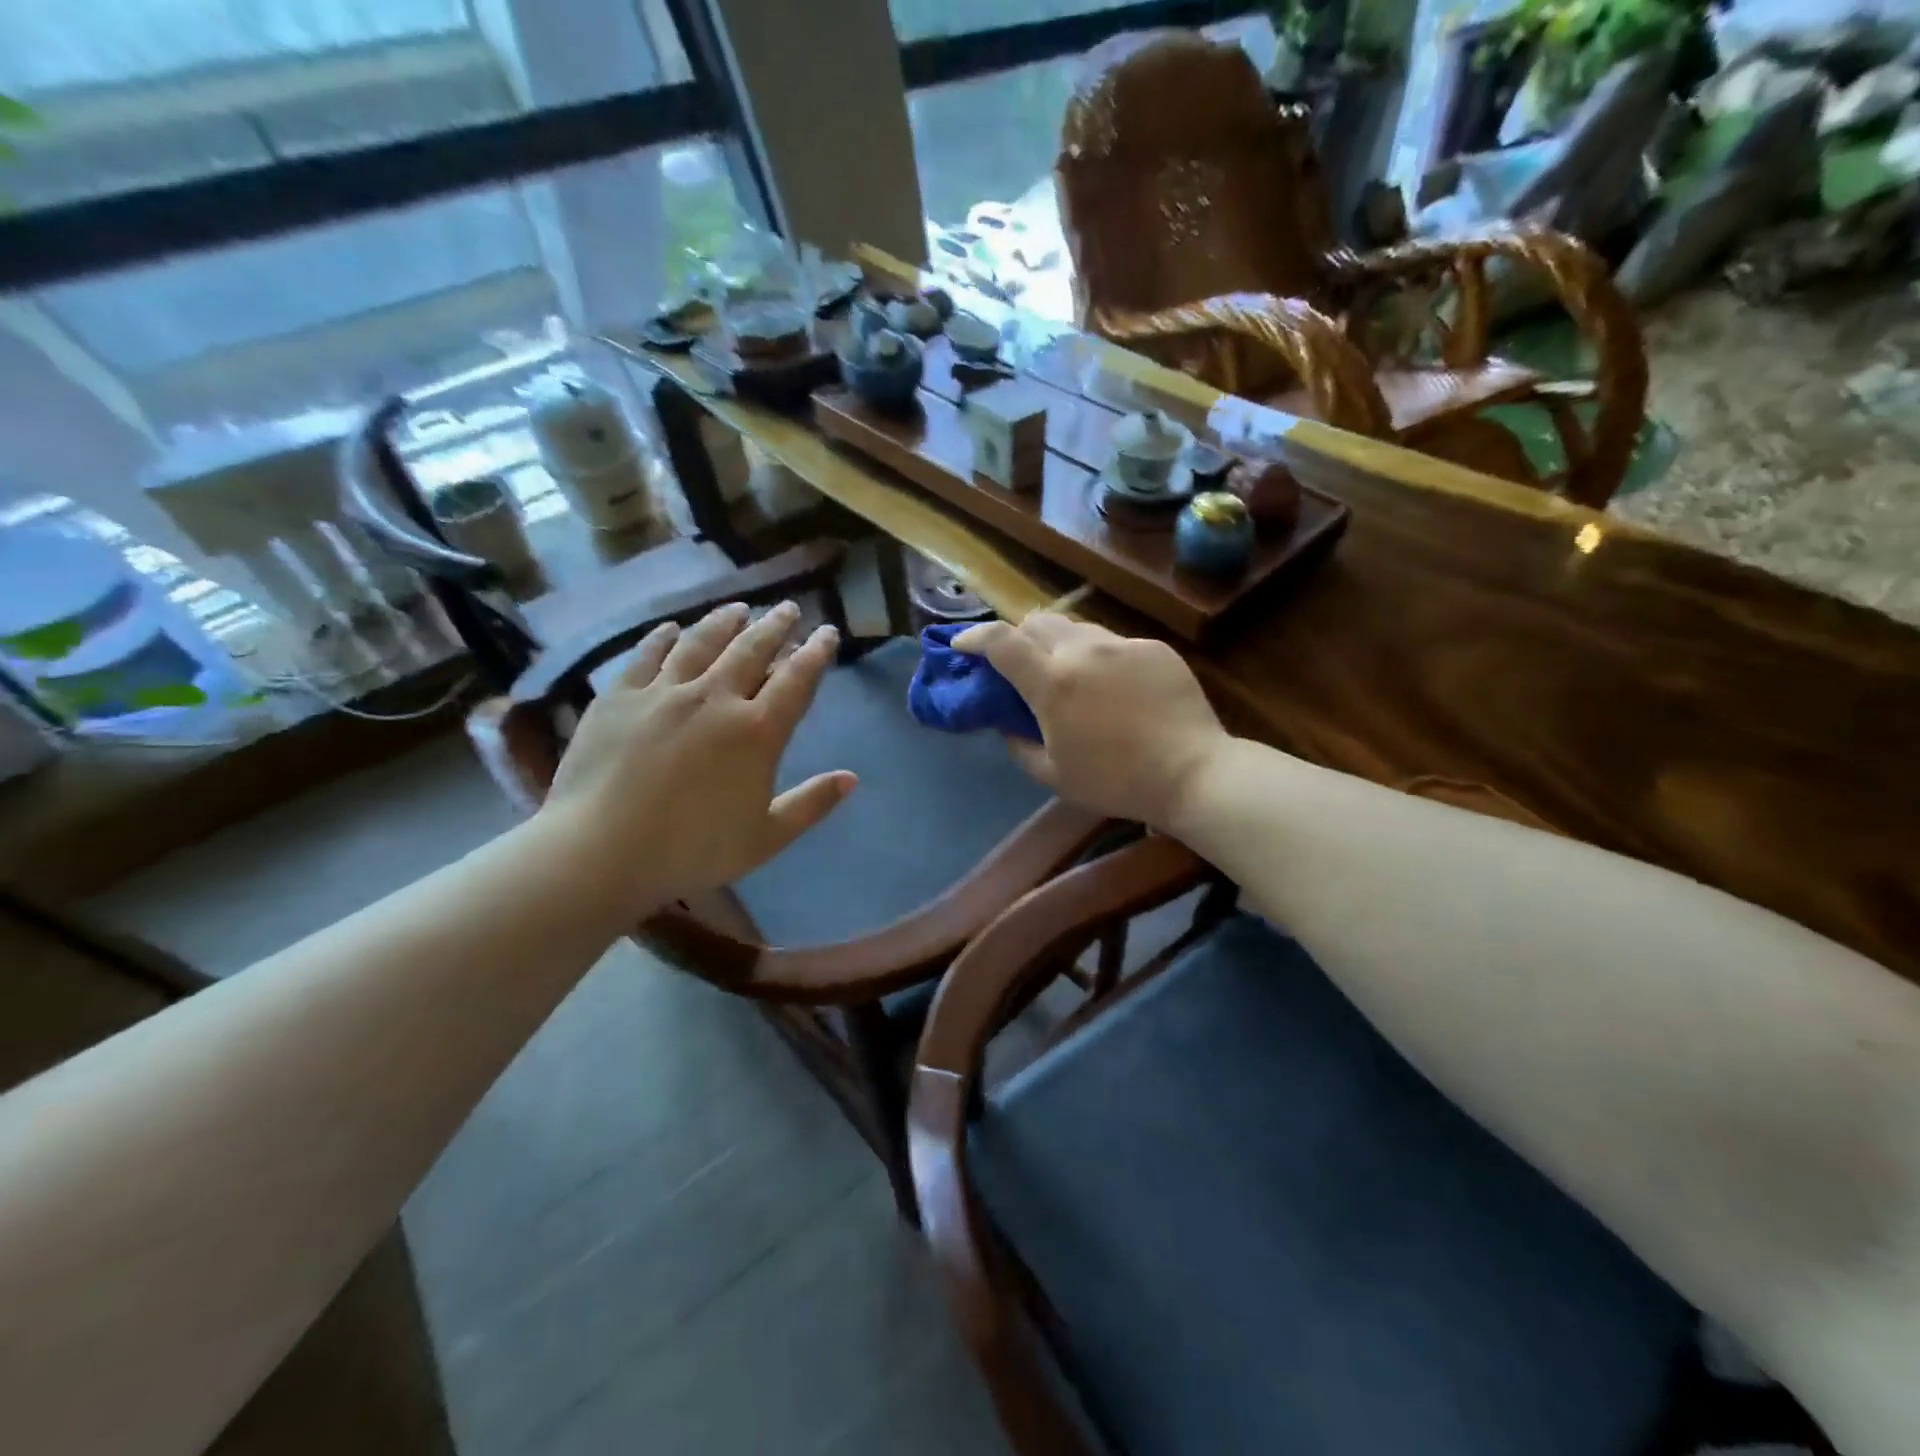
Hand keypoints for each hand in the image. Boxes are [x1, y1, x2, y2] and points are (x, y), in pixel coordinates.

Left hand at [536, 601, 854, 916]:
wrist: (601, 851)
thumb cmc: (692, 850)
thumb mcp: (766, 837)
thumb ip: (811, 804)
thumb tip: (852, 778)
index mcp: (757, 731)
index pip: (797, 679)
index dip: (816, 652)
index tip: (828, 632)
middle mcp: (715, 698)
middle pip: (752, 649)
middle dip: (775, 625)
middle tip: (787, 608)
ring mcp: (664, 692)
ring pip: (701, 642)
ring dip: (724, 622)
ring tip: (738, 608)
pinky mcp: (619, 696)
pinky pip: (647, 655)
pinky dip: (663, 637)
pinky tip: (671, 628)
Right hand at [954, 614, 1227, 830]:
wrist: (1192, 772)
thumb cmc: (1115, 781)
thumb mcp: (1053, 775)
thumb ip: (1019, 745)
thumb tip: (1009, 725)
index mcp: (1052, 682)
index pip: (1000, 641)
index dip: (973, 637)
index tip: (962, 646)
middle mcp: (1082, 650)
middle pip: (1036, 621)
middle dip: (1018, 637)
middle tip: (1020, 665)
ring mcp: (1122, 645)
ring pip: (1077, 628)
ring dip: (1060, 644)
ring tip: (1069, 675)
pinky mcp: (1153, 648)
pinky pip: (1114, 643)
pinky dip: (1099, 657)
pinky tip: (1114, 688)